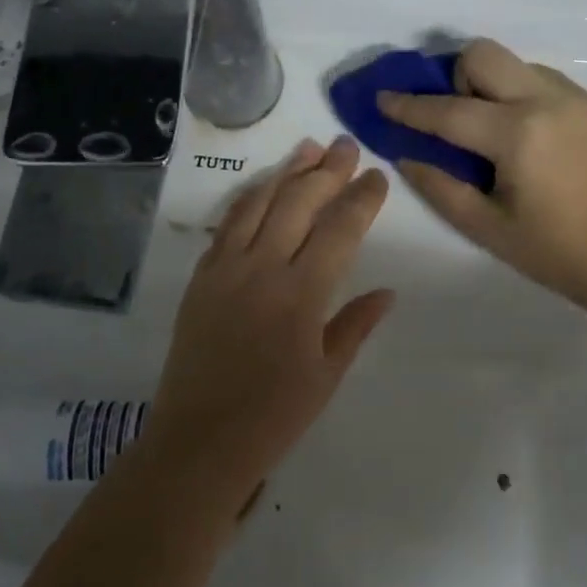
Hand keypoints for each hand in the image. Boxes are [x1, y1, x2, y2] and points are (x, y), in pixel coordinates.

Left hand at [145, 136, 393, 509]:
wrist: (199, 440)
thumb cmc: (273, 417)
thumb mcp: (326, 375)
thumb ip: (355, 325)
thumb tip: (386, 291)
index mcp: (301, 295)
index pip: (339, 230)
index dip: (361, 199)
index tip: (377, 176)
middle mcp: (263, 269)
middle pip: (299, 203)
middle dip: (327, 170)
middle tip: (346, 146)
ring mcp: (226, 268)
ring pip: (259, 203)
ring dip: (286, 172)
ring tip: (308, 147)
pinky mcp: (202, 276)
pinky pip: (228, 224)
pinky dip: (249, 198)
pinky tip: (264, 186)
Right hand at [378, 39, 586, 317]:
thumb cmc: (559, 253)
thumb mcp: (487, 229)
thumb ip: (440, 187)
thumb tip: (408, 155)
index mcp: (517, 135)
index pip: (446, 110)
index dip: (408, 106)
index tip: (382, 98)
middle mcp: (547, 101)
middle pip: (484, 54)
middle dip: (455, 76)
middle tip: (456, 118)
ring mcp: (579, 99)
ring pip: (517, 63)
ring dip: (492, 85)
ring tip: (496, 131)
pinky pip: (546, 82)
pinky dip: (524, 96)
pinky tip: (533, 138)